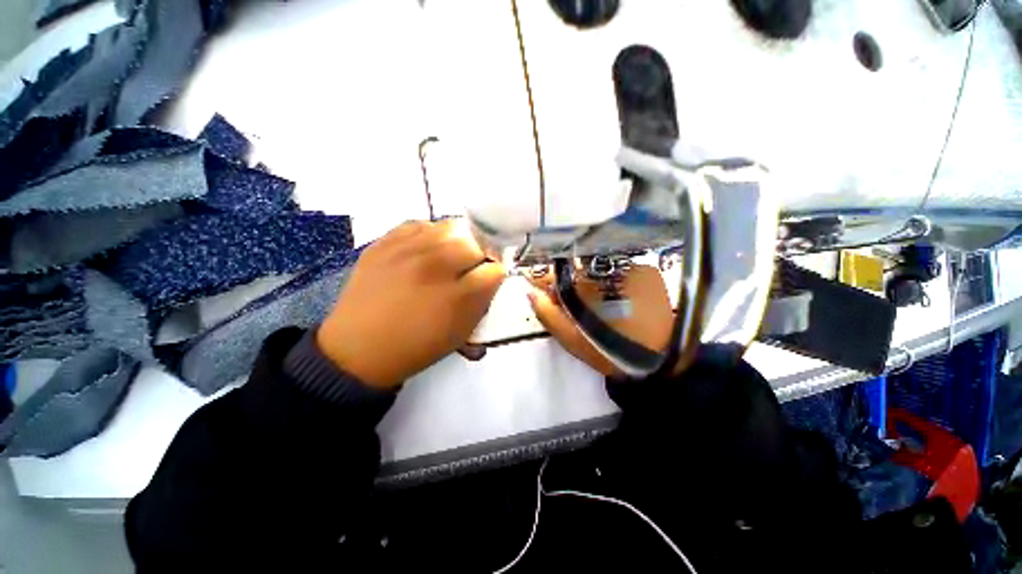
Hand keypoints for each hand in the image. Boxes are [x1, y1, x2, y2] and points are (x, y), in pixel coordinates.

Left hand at [317, 219, 504, 388]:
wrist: (358, 349)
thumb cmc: (415, 347)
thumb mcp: (459, 334)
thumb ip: (481, 303)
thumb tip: (491, 277)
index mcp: (456, 297)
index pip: (494, 270)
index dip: (496, 273)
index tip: (491, 277)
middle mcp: (435, 267)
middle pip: (475, 243)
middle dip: (480, 254)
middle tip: (472, 265)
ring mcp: (407, 251)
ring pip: (450, 227)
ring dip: (458, 240)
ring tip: (451, 253)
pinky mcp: (384, 243)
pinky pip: (418, 224)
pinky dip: (430, 234)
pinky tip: (427, 248)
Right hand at [527, 264, 673, 376]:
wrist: (659, 359)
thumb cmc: (610, 351)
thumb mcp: (572, 339)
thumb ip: (548, 314)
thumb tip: (531, 292)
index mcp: (586, 287)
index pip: (556, 273)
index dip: (545, 278)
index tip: (538, 284)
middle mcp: (606, 269)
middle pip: (577, 268)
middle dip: (569, 281)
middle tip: (574, 302)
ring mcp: (629, 266)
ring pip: (598, 267)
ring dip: (592, 280)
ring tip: (599, 302)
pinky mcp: (647, 270)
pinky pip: (620, 269)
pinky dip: (613, 279)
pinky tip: (618, 296)